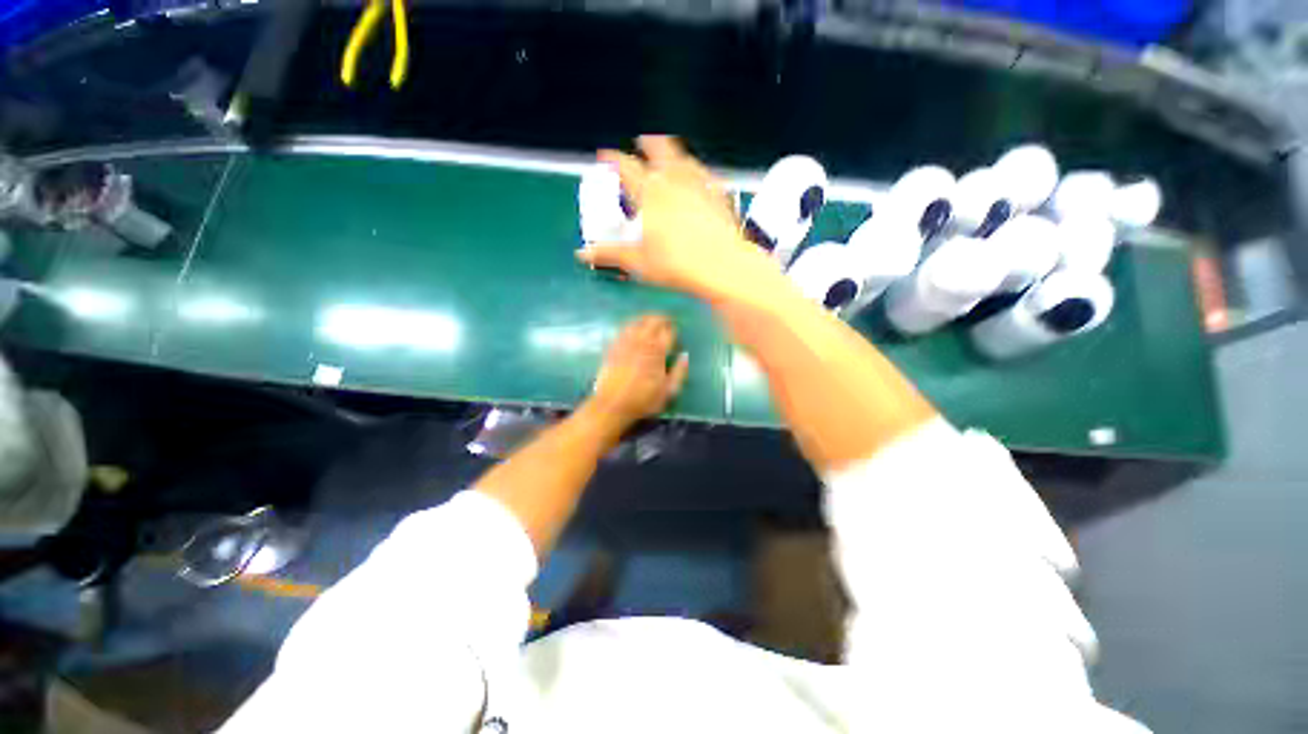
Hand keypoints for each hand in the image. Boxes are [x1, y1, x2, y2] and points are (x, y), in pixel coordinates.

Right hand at [576, 136, 787, 307]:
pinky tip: (701, 180)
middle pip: (660, 149)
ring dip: (675, 153)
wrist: (720, 266)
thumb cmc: (674, 264)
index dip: (613, 158)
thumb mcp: (637, 262)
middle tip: (642, 141)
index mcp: (650, 192)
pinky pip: (707, 175)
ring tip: (671, 158)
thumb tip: (582, 255)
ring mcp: (700, 184)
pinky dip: (699, 172)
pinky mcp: (720, 195)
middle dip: (648, 143)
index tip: (605, 155)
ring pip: (685, 158)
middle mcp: (674, 180)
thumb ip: (609, 254)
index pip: (626, 166)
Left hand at [588, 314, 689, 425]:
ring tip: (651, 320)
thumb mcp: (668, 392)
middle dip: (662, 318)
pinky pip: (623, 328)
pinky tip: (633, 327)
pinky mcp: (613, 347)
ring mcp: (626, 343)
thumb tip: (685, 355)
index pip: (668, 332)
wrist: (612, 405)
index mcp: (657, 352)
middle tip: (666, 320)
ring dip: (646, 318)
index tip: (676, 331)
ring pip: (637, 321)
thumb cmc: (643, 401)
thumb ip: (679, 372)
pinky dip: (631, 324)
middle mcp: (642, 343)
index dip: (673, 329)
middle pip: (653, 321)